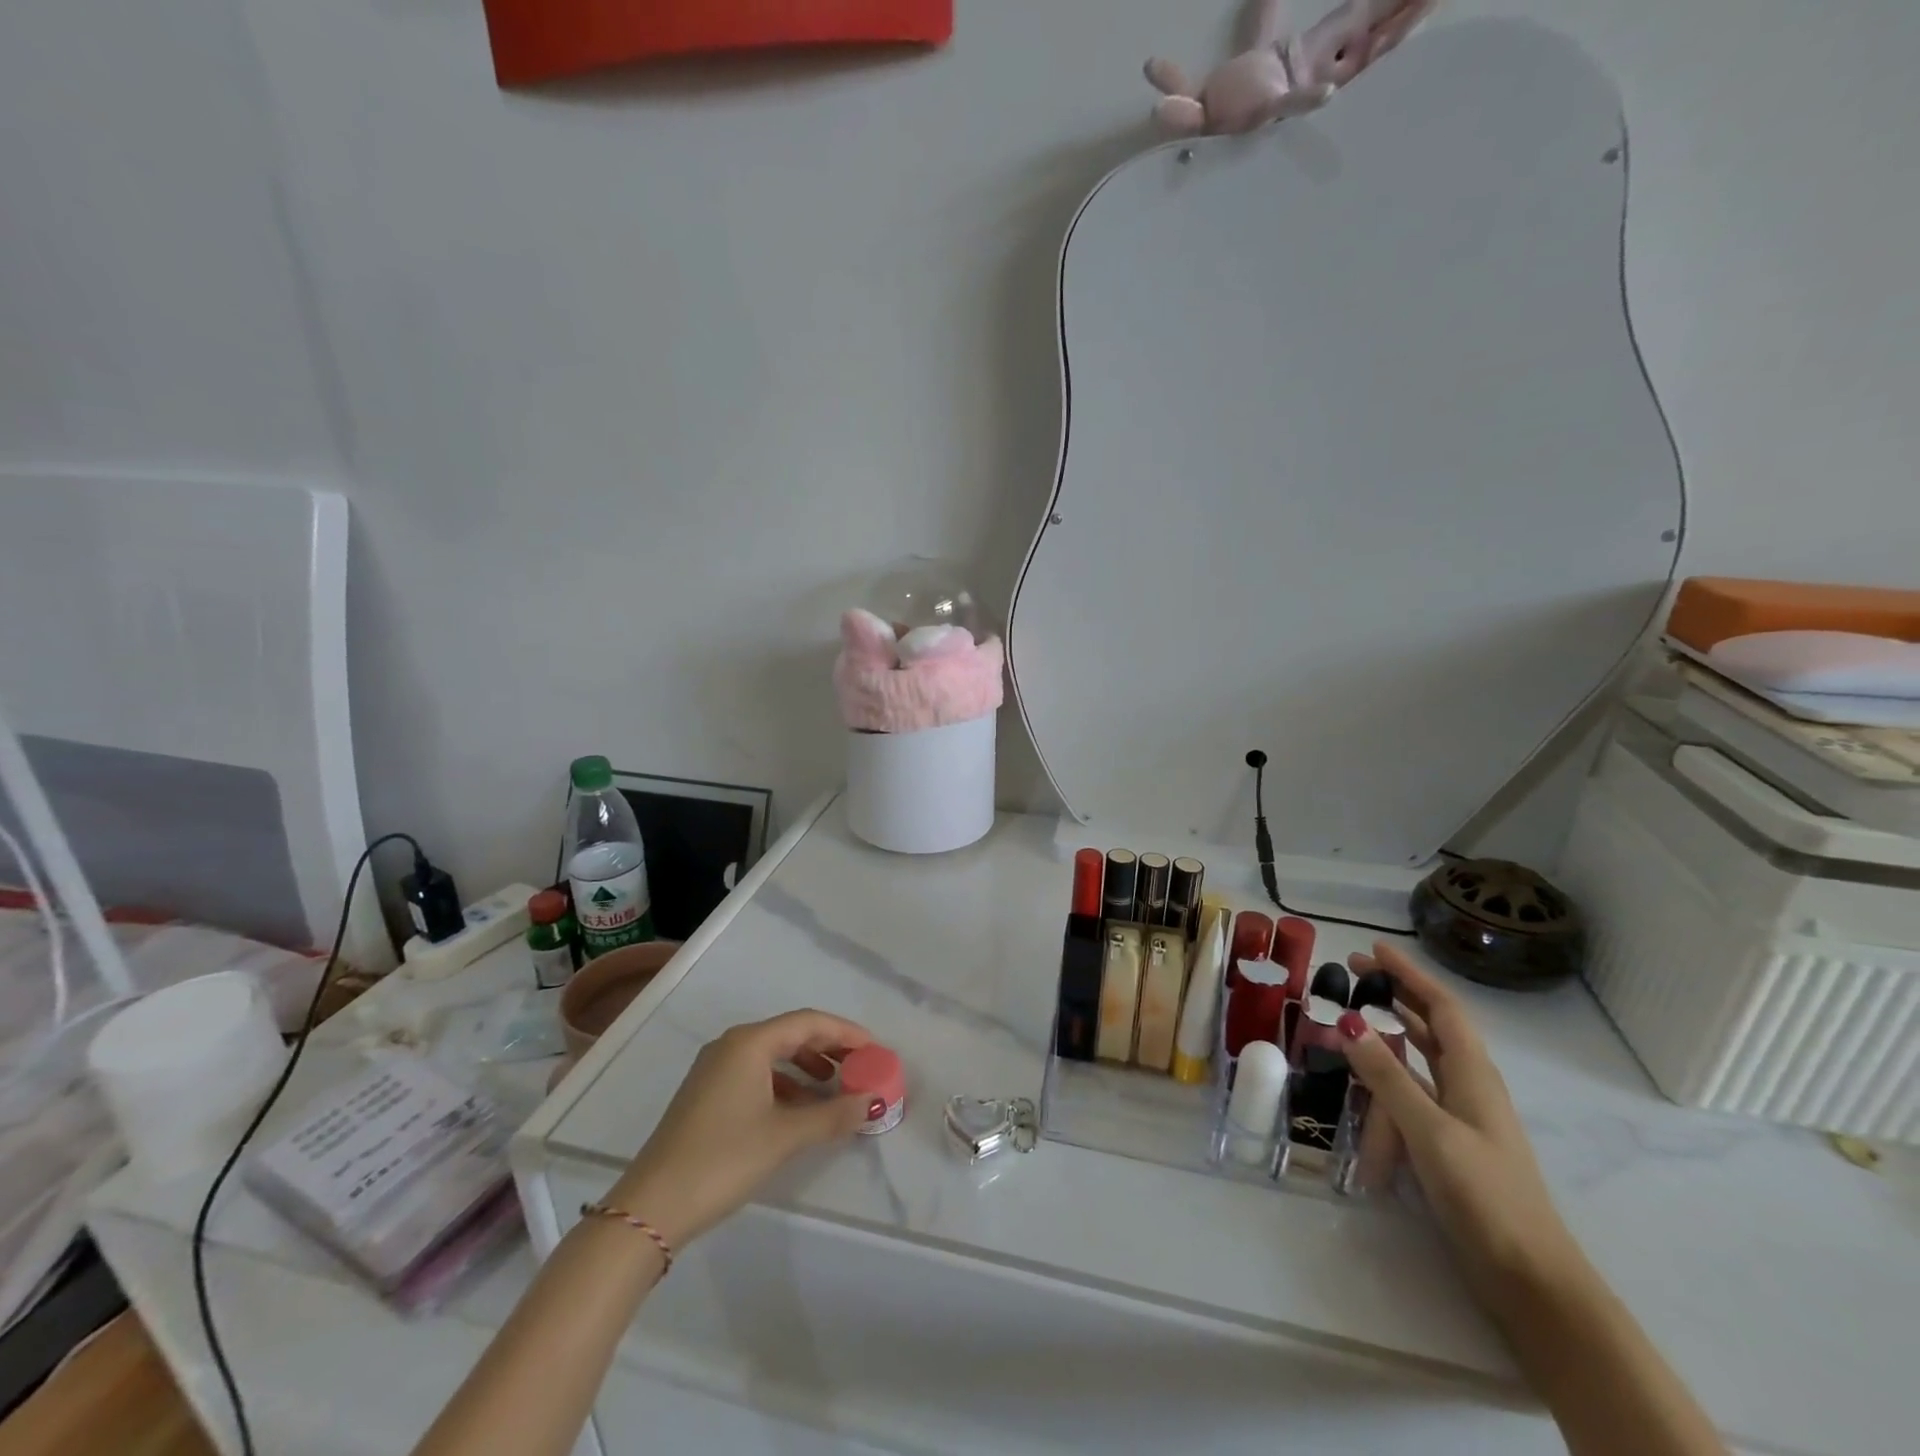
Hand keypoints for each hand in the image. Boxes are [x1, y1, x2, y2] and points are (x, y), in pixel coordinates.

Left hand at [608, 1010, 876, 1249]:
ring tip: (836, 1089)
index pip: (808, 1022)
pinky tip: (801, 1110)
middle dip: (829, 1049)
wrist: (652, 1206)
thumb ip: (832, 1115)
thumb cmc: (723, 1158)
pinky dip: (786, 1085)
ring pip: (774, 1056)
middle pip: (791, 1034)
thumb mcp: (784, 1137)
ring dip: (808, 1068)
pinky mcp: (707, 1094)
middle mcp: (731, 1045)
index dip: (845, 1032)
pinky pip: (757, 1074)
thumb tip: (872, 1103)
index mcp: (749, 1042)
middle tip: (861, 1067)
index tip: (875, 1049)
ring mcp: (715, 1070)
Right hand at [1339, 942, 1584, 1308]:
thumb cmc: (1485, 1195)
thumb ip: (1387, 1077)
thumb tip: (1347, 1021)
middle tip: (1351, 976)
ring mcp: (1461, 1116)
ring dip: (1388, 1037)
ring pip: (1421, 1060)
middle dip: (1395, 996)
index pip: (1442, 1007)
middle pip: (1432, 1026)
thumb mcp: (1430, 1131)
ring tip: (1349, 1023)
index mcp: (1473, 1074)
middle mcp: (1469, 1086)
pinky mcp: (1450, 1144)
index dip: (1409, 974)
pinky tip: (1363, 1085)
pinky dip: (1387, 1079)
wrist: (1530, 1277)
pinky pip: (1412, 1094)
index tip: (1373, 949)